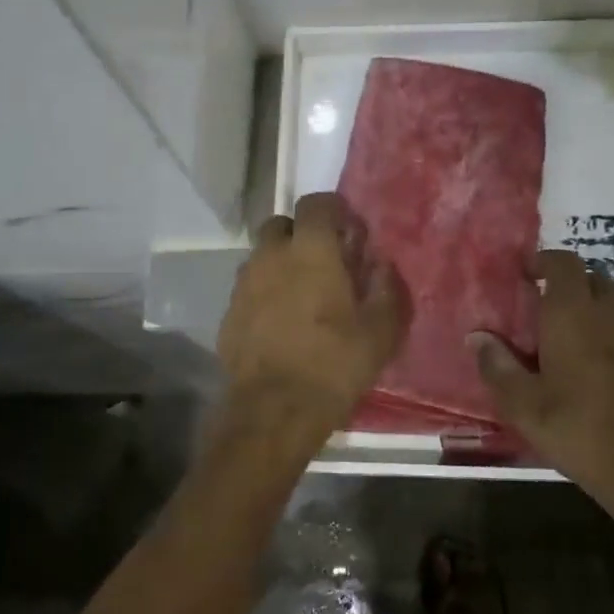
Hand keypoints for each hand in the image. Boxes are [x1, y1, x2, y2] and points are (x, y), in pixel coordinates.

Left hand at [217, 193, 408, 445]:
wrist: (274, 410)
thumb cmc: (334, 364)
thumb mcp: (379, 331)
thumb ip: (385, 289)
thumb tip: (382, 264)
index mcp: (310, 250)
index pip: (316, 203)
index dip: (333, 210)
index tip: (349, 230)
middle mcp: (271, 256)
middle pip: (281, 226)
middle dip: (301, 235)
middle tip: (323, 262)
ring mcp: (244, 284)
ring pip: (262, 257)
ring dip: (280, 264)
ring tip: (302, 295)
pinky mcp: (229, 312)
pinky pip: (249, 289)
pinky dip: (264, 294)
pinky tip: (280, 323)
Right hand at [470, 251, 613, 575]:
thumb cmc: (579, 430)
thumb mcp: (524, 405)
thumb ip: (497, 366)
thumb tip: (476, 336)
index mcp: (573, 315)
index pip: (564, 263)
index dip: (542, 261)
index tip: (521, 274)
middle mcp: (607, 315)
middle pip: (590, 276)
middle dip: (564, 280)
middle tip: (536, 301)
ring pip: (609, 300)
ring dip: (585, 302)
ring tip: (557, 330)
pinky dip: (601, 326)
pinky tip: (583, 359)